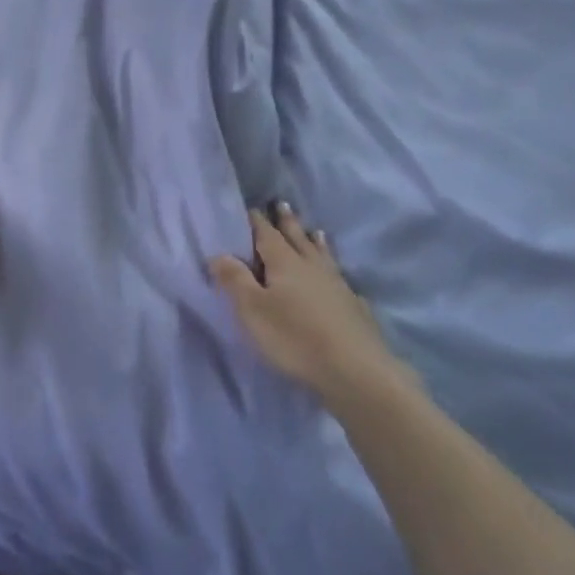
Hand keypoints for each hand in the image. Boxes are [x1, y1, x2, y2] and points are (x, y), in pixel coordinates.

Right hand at [211, 205, 402, 397]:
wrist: (355, 370)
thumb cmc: (294, 338)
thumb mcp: (252, 310)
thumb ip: (234, 280)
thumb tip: (219, 254)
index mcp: (284, 263)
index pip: (266, 235)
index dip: (257, 221)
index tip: (252, 208)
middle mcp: (311, 266)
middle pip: (297, 238)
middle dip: (287, 222)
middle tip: (282, 204)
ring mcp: (336, 284)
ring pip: (322, 255)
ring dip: (314, 241)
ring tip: (315, 230)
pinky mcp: (353, 306)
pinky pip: (339, 277)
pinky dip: (334, 268)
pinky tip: (339, 276)